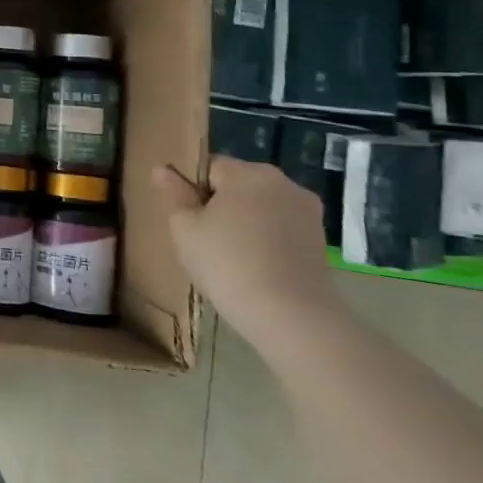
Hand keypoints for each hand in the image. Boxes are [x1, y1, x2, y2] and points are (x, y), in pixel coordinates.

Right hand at [153, 155, 343, 349]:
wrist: (289, 315)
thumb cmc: (226, 262)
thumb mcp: (184, 227)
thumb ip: (173, 193)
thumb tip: (162, 169)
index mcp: (249, 173)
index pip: (209, 167)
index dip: (192, 190)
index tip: (187, 219)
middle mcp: (284, 184)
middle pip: (238, 185)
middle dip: (220, 204)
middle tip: (204, 238)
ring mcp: (308, 213)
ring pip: (261, 207)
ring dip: (244, 222)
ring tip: (230, 255)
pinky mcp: (320, 240)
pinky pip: (280, 228)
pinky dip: (265, 240)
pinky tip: (255, 266)